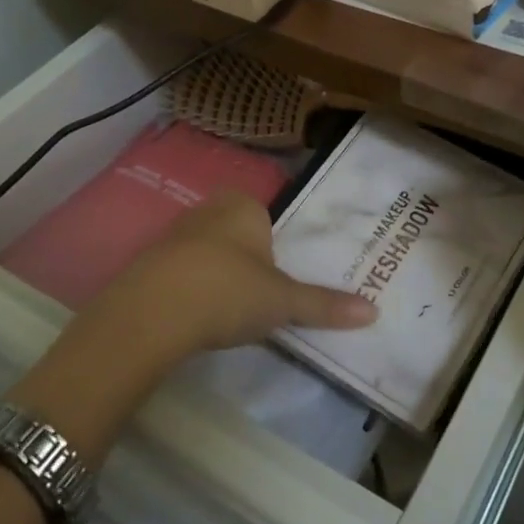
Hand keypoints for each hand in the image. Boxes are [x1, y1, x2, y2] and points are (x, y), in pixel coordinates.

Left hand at [88, 192, 377, 358]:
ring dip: (219, 276)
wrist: (150, 314)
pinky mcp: (149, 262)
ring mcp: (174, 234)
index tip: (282, 281)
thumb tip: (374, 312)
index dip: (277, 248)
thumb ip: (325, 305)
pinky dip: (192, 289)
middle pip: (238, 234)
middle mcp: (208, 210)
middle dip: (249, 262)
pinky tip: (197, 317)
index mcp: (244, 206)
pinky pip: (182, 272)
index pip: (268, 218)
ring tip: (231, 313)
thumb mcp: (283, 301)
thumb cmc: (228, 291)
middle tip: (262, 298)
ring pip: (209, 253)